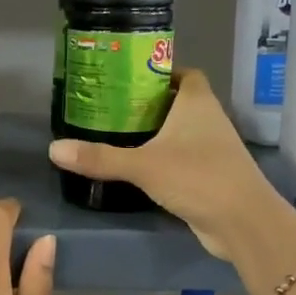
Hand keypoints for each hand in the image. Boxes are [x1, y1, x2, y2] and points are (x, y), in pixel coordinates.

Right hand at [48, 70, 288, 260]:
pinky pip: (183, 159)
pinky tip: (138, 167)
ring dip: (156, 133)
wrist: (243, 222)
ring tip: (117, 135)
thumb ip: (99, 158)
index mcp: (197, 102)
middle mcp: (209, 119)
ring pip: (181, 132)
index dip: (160, 72)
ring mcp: (213, 149)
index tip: (129, 78)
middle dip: (149, 104)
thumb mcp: (143, 166)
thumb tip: (53, 149)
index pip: (184, 73)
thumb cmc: (197, 177)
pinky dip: (164, 159)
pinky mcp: (211, 176)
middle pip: (178, 102)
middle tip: (112, 107)